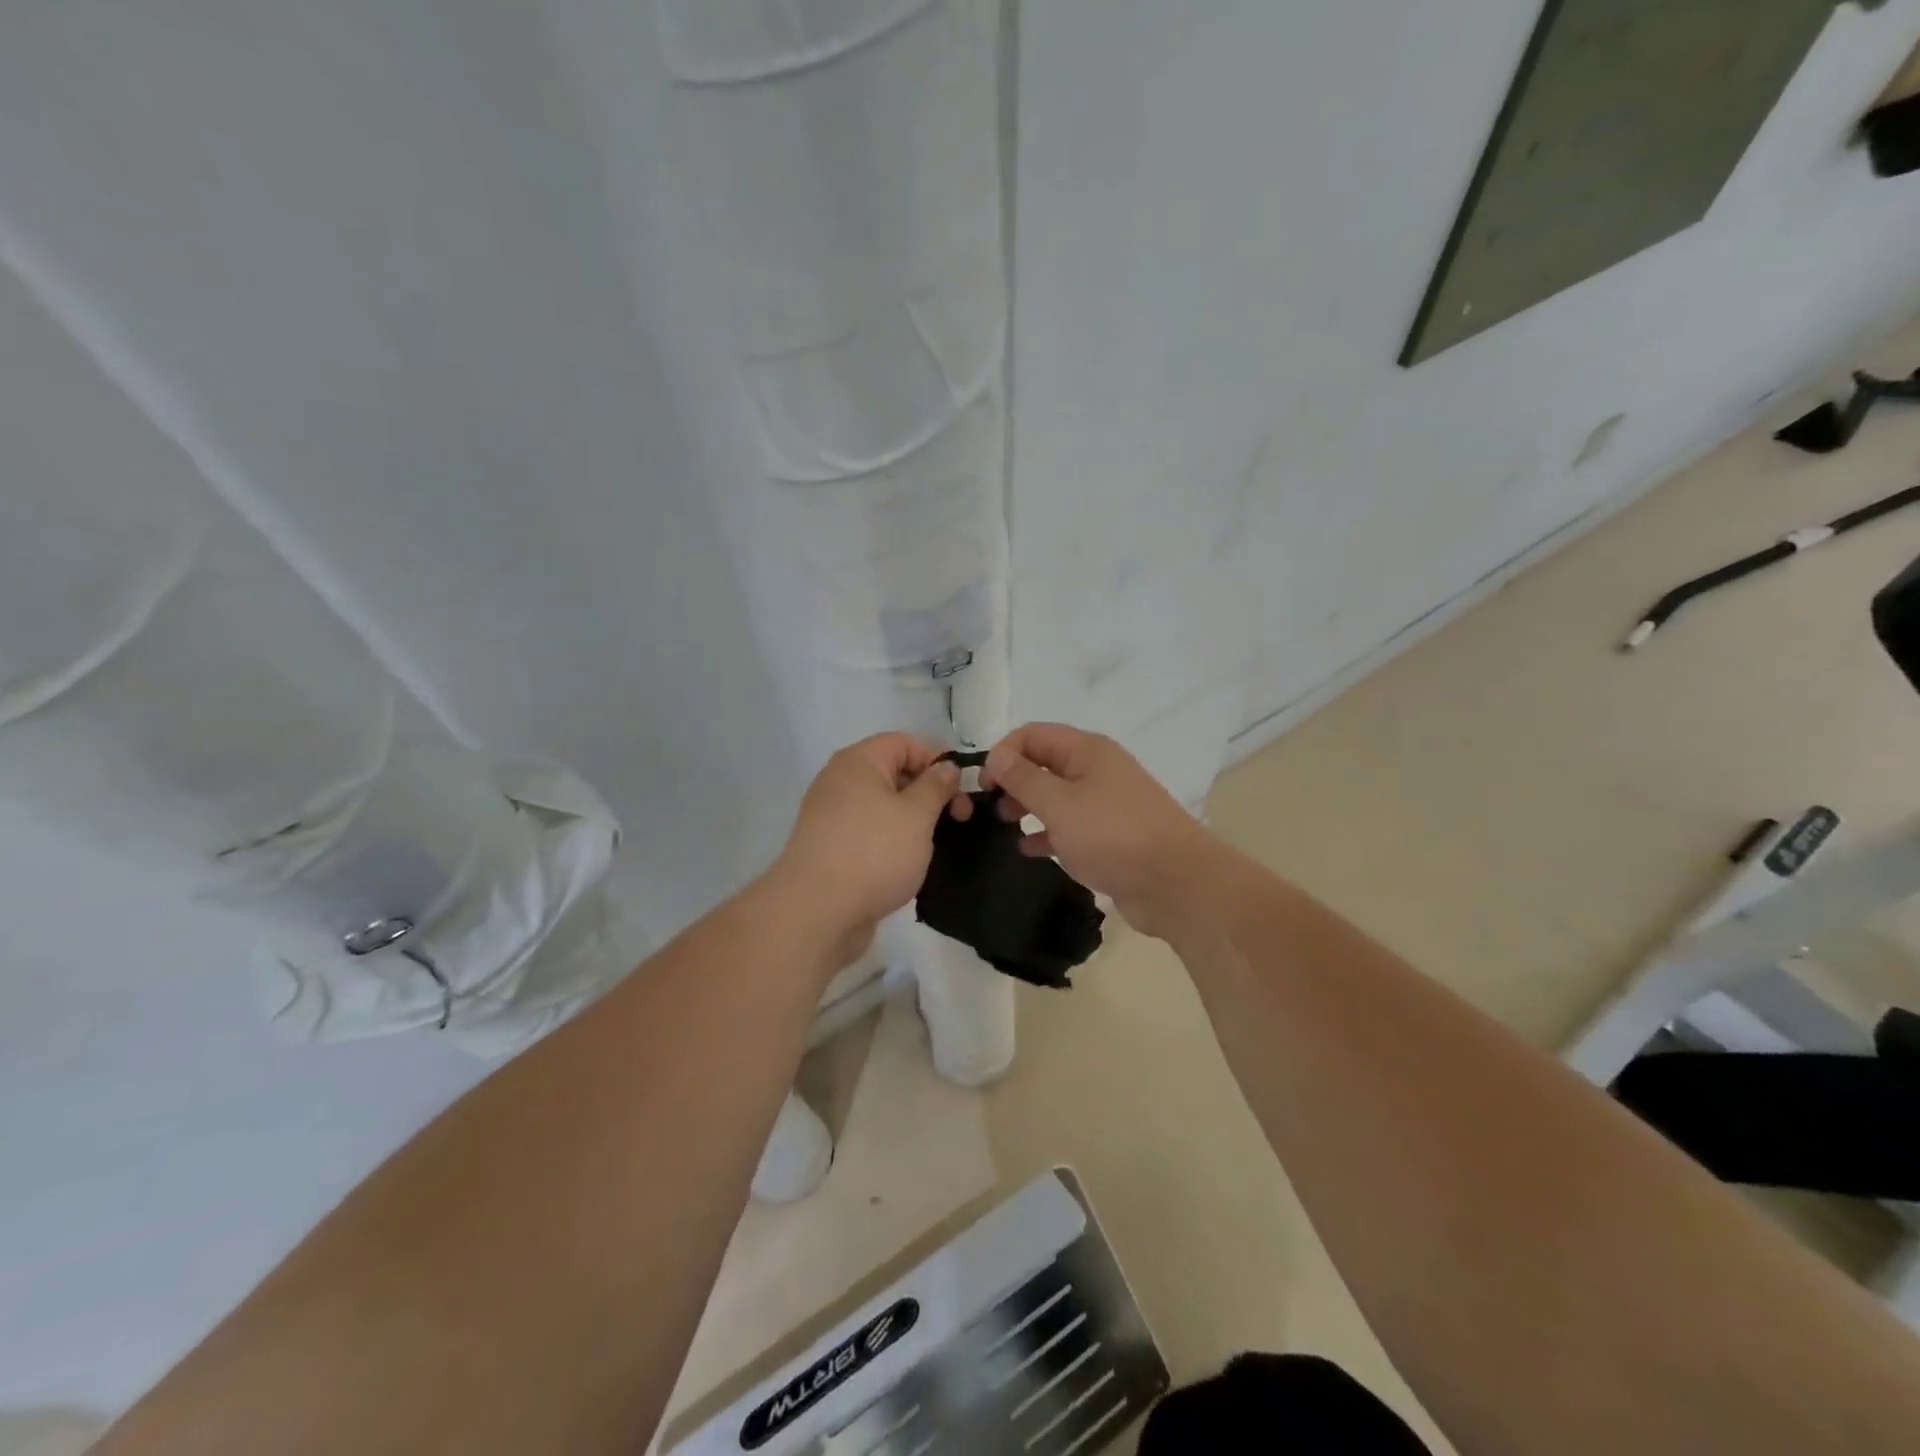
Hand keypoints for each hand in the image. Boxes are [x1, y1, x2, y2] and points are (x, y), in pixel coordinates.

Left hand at [770, 734, 965, 951]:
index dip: (936, 760)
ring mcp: (832, 817)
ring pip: (883, 806)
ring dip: (914, 820)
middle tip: (960, 820)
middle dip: (929, 792)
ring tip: (939, 844)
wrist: (817, 912)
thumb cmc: (874, 853)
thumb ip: (936, 786)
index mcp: (858, 762)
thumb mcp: (917, 815)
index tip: (961, 790)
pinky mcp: (831, 849)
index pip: (904, 742)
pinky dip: (892, 842)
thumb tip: (946, 766)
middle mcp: (840, 782)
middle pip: (893, 773)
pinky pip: (870, 833)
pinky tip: (910, 864)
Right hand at [980, 723, 1215, 936]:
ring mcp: (1105, 804)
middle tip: (990, 807)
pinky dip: (1047, 832)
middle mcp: (1096, 770)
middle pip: (1044, 763)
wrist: (1175, 883)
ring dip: (1027, 806)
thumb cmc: (1112, 835)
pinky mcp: (1109, 836)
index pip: (1033, 734)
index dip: (1003, 753)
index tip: (984, 785)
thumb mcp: (1060, 804)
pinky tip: (1028, 849)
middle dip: (1013, 779)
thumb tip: (997, 755)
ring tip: (1004, 826)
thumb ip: (1024, 779)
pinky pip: (1069, 825)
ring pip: (1056, 795)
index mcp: (1087, 751)